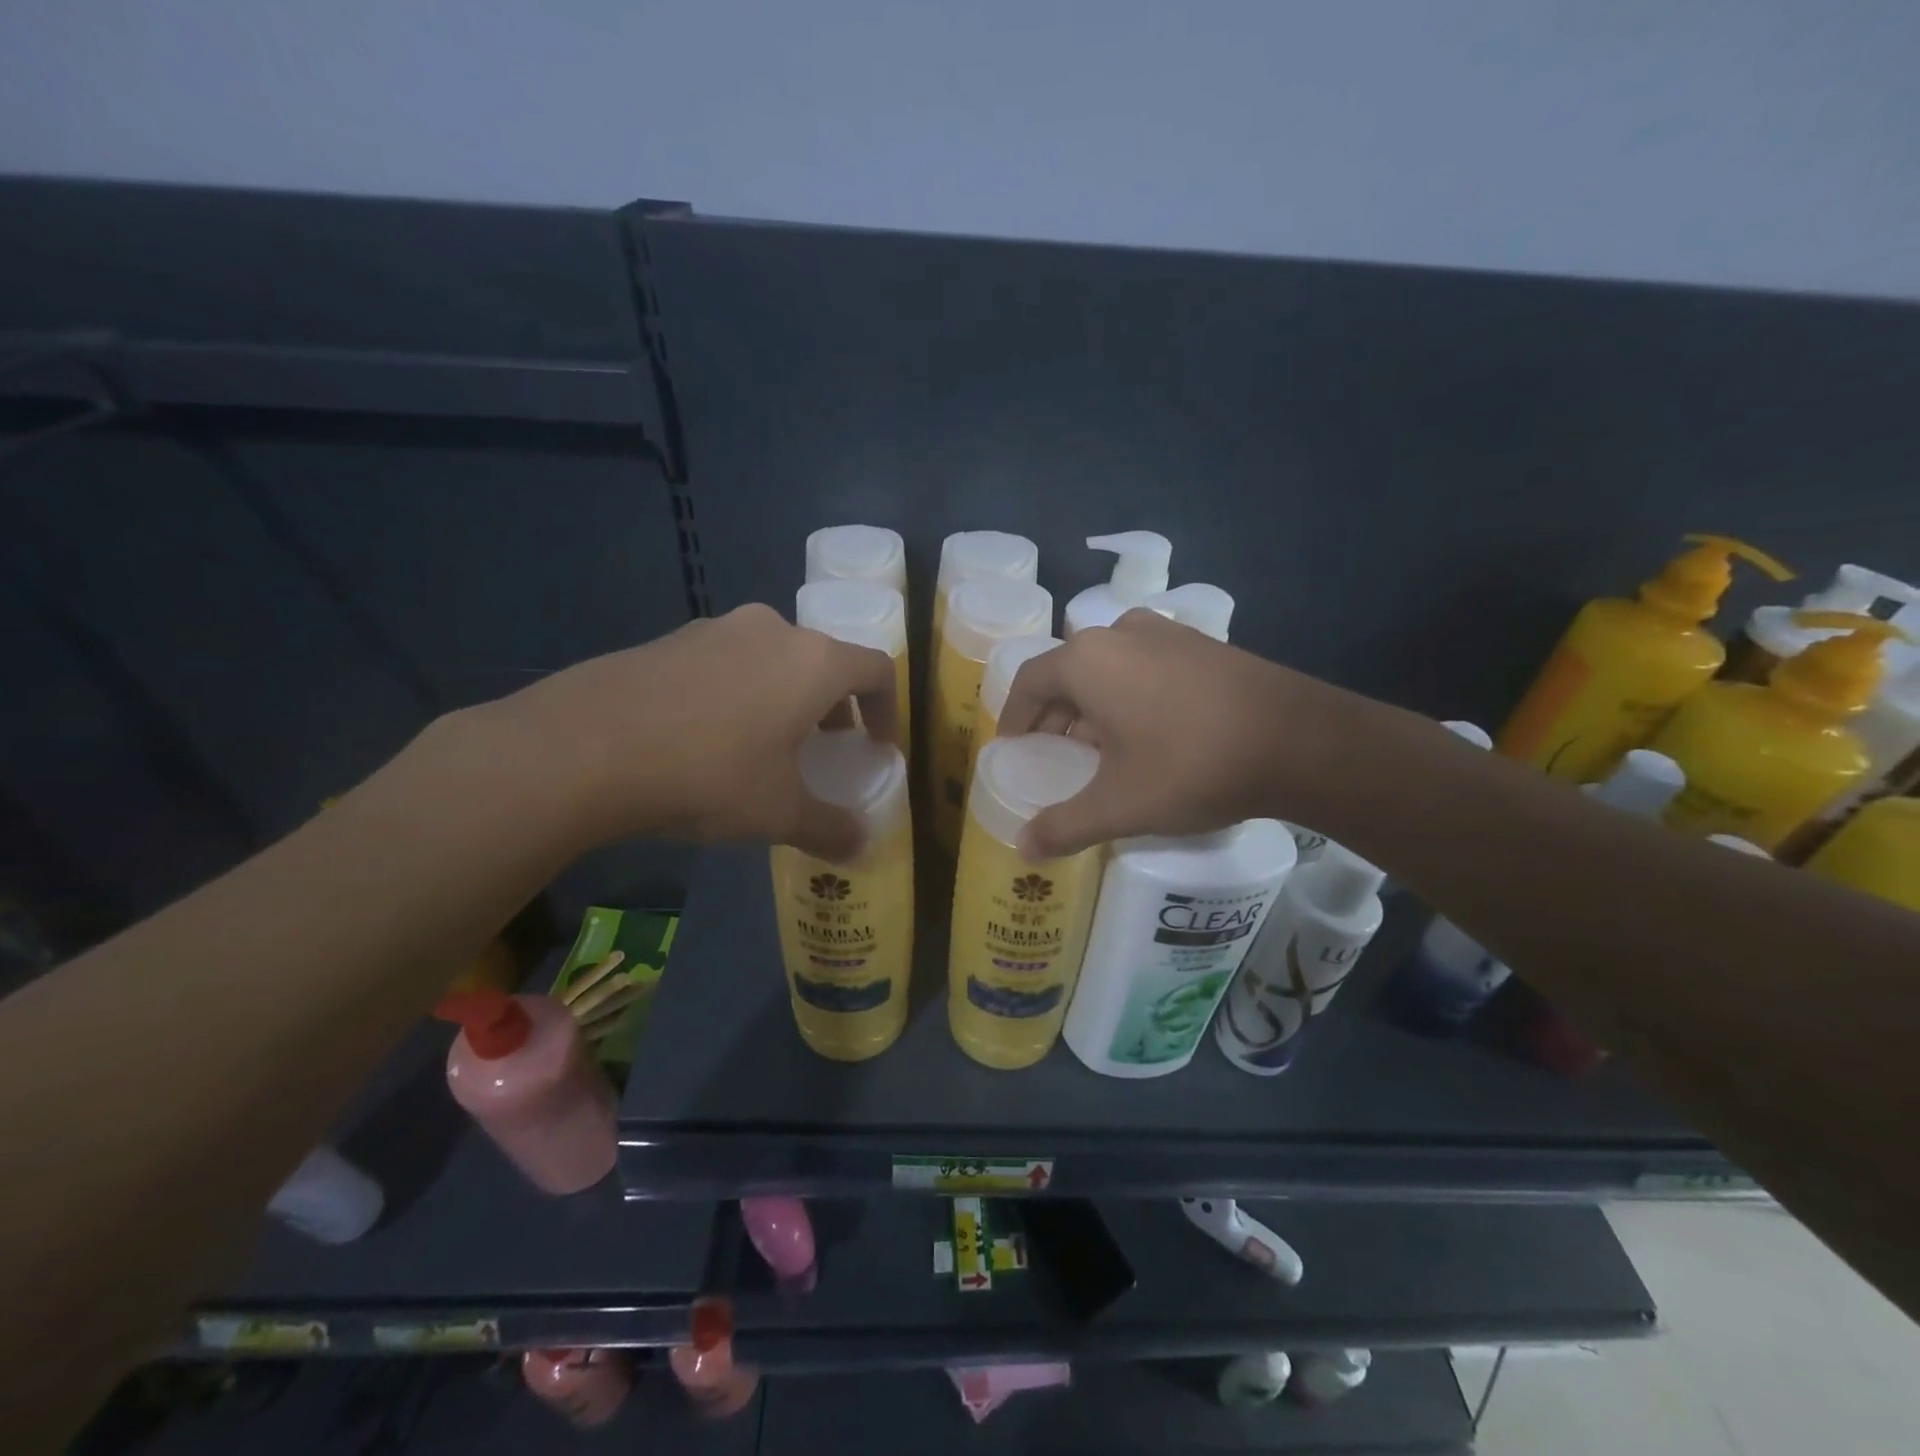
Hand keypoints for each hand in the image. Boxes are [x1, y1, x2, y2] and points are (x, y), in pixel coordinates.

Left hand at [479, 604, 897, 859]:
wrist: (584, 747)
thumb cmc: (709, 775)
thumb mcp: (777, 813)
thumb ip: (829, 828)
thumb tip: (861, 847)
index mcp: (814, 662)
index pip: (878, 670)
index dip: (888, 709)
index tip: (877, 746)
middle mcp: (772, 631)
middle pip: (824, 662)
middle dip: (834, 706)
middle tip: (824, 749)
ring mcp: (716, 628)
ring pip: (772, 659)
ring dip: (784, 697)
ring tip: (765, 745)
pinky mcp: (669, 639)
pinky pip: (725, 662)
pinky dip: (737, 692)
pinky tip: (707, 738)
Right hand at [997, 609, 1354, 856]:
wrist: (1300, 741)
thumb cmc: (1191, 766)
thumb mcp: (1119, 806)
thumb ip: (1063, 826)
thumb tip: (1023, 848)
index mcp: (1087, 661)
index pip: (1029, 682)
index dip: (1014, 716)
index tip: (1012, 747)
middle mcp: (1120, 633)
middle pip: (1068, 672)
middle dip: (1055, 713)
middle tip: (1055, 754)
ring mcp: (1167, 633)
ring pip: (1109, 666)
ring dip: (1094, 702)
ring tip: (1101, 746)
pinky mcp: (1203, 644)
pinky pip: (1146, 665)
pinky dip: (1131, 692)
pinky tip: (1150, 731)